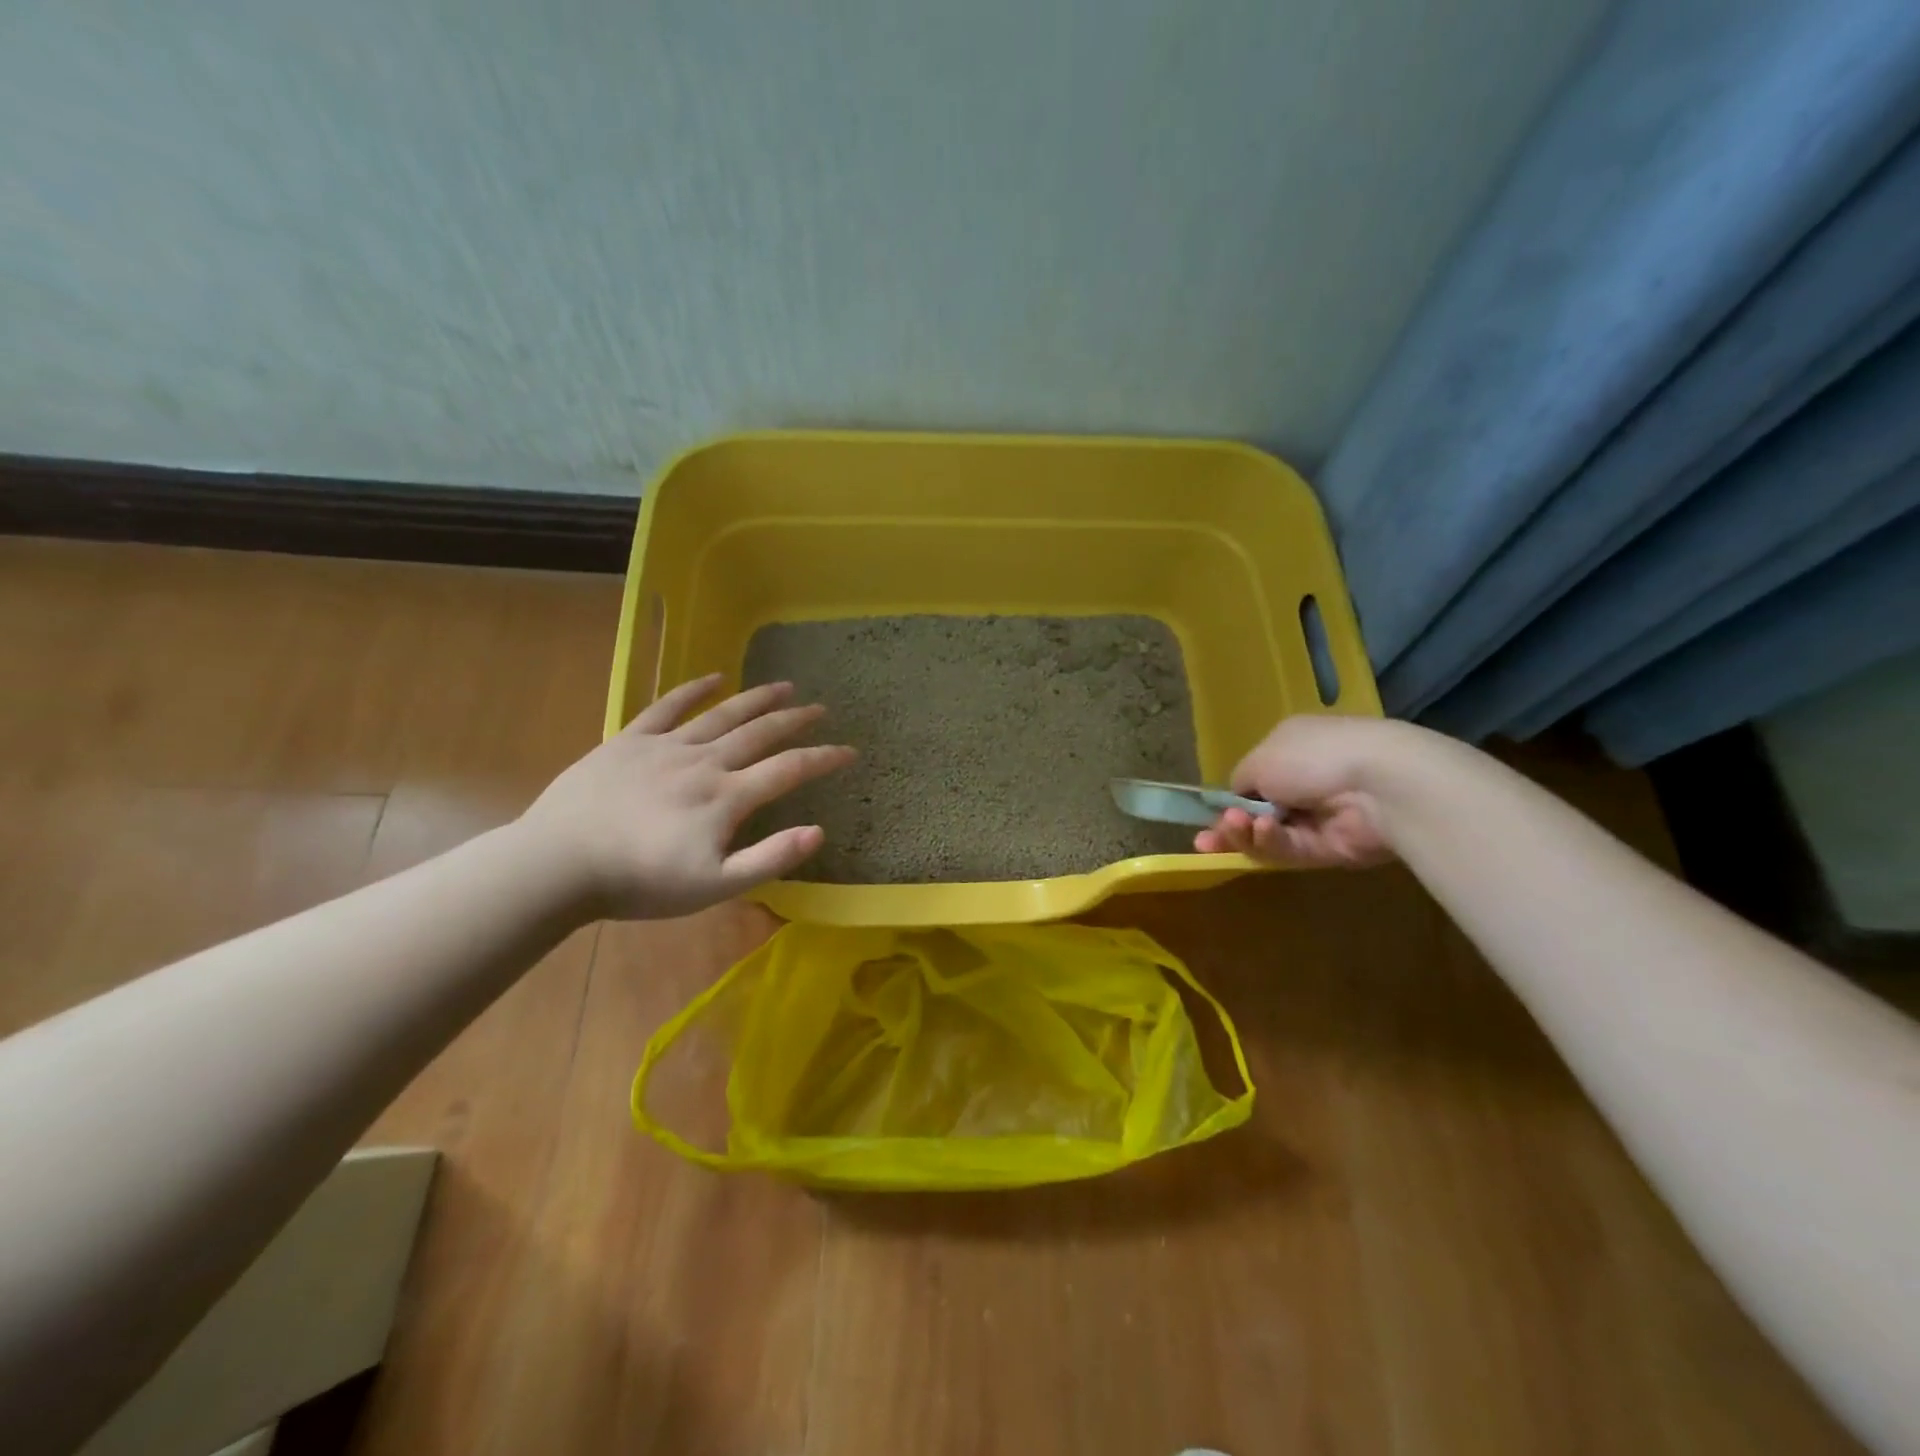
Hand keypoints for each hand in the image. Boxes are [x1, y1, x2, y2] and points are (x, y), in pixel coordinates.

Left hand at [517, 674, 855, 919]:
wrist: (560, 864)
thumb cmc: (640, 883)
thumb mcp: (713, 886)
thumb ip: (769, 859)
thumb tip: (818, 832)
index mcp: (727, 797)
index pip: (789, 770)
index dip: (824, 758)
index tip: (850, 751)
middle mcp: (705, 761)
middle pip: (761, 733)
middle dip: (796, 720)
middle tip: (821, 708)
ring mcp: (666, 746)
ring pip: (722, 714)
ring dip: (757, 698)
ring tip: (784, 685)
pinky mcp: (630, 740)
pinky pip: (668, 706)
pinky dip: (694, 689)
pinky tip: (714, 677)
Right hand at [1194, 714, 1399, 867]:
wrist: (1378, 783)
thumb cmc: (1311, 756)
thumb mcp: (1259, 760)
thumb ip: (1239, 783)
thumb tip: (1237, 801)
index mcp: (1290, 750)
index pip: (1252, 780)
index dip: (1228, 800)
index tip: (1207, 814)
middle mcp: (1304, 782)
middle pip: (1256, 813)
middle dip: (1230, 826)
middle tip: (1205, 840)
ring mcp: (1318, 818)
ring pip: (1269, 835)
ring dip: (1245, 834)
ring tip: (1234, 828)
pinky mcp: (1330, 849)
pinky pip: (1290, 849)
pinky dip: (1271, 841)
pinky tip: (1260, 831)